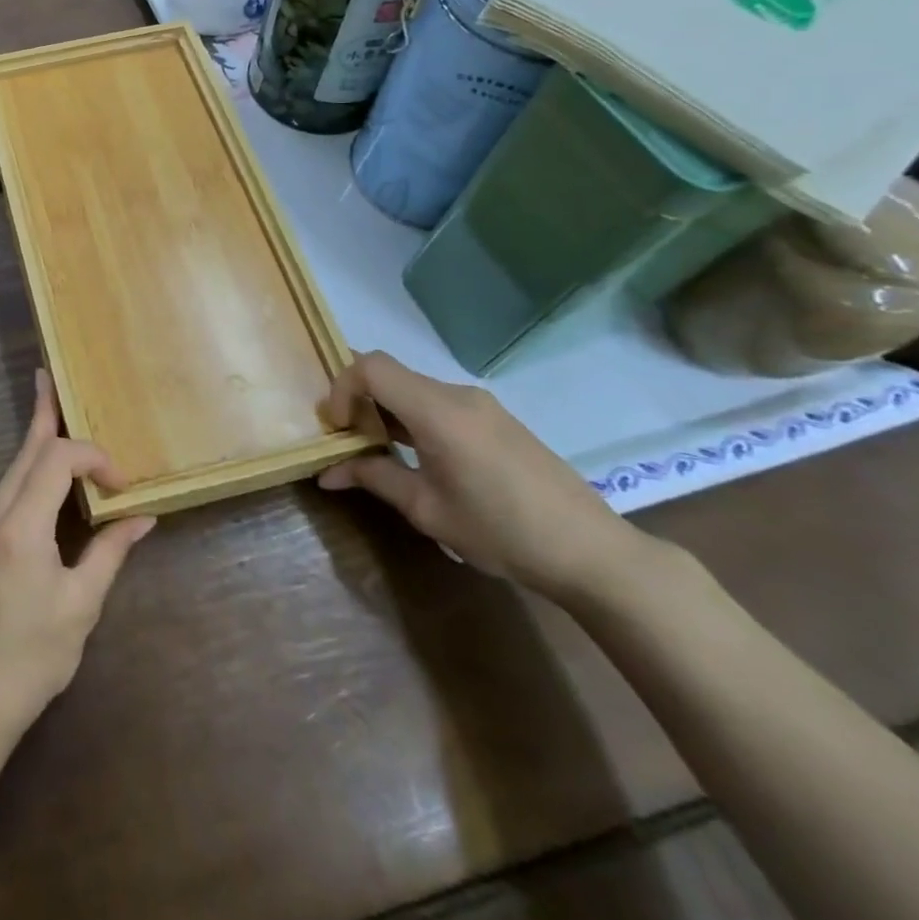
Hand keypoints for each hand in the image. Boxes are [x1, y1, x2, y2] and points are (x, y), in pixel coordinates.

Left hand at [0, 371, 155, 736]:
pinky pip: (8, 488)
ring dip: (37, 439)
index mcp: (21, 528)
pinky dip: (30, 468)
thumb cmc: (32, 657)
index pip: (55, 461)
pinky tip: (43, 466)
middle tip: (51, 377)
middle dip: (46, 415)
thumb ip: (110, 552)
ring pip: (13, 467)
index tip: (121, 485)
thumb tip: (142, 518)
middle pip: (25, 451)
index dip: (92, 457)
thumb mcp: (81, 606)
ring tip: (49, 406)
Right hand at [317, 350, 648, 601]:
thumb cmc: (500, 531)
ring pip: (414, 389)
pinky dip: (413, 417)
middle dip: (359, 399)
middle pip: (390, 374)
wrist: (591, 552)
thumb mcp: (427, 509)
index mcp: (438, 410)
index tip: (338, 428)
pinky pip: (439, 403)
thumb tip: (327, 473)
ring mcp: (481, 405)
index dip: (341, 388)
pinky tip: (419, 456)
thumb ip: (373, 478)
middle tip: (346, 437)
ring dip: (386, 410)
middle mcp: (457, 395)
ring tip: (377, 449)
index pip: (371, 367)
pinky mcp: (496, 420)